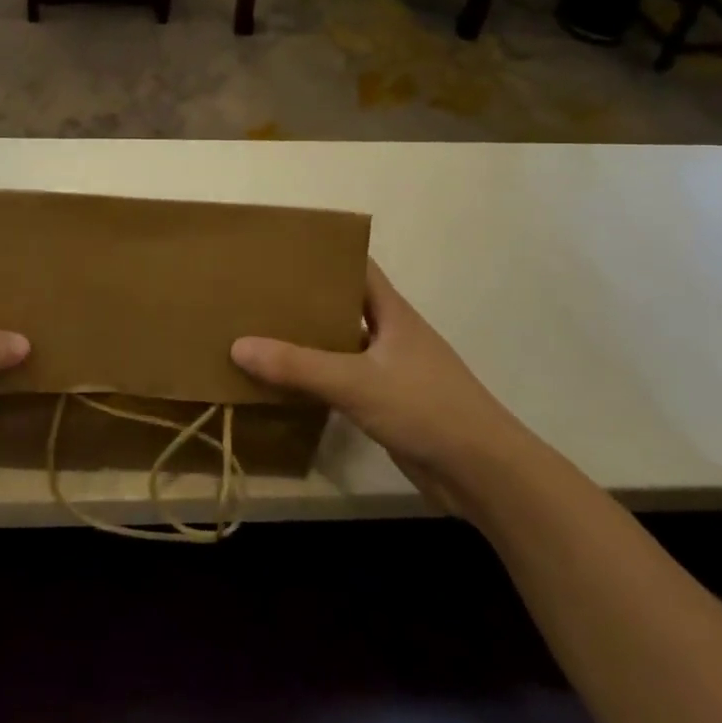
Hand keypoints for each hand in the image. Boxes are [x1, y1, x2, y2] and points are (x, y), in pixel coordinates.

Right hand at [231, 259, 532, 517]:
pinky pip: (345, 380)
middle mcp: (391, 334)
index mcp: (392, 312)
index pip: (357, 266)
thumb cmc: (426, 408)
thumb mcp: (356, 382)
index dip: (325, 253)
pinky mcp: (389, 404)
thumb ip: (299, 366)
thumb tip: (238, 345)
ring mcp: (392, 370)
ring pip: (343, 345)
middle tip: (259, 291)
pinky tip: (287, 383)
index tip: (284, 247)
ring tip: (262, 332)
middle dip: (306, 298)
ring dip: (310, 341)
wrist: (483, 474)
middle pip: (344, 304)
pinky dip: (319, 378)